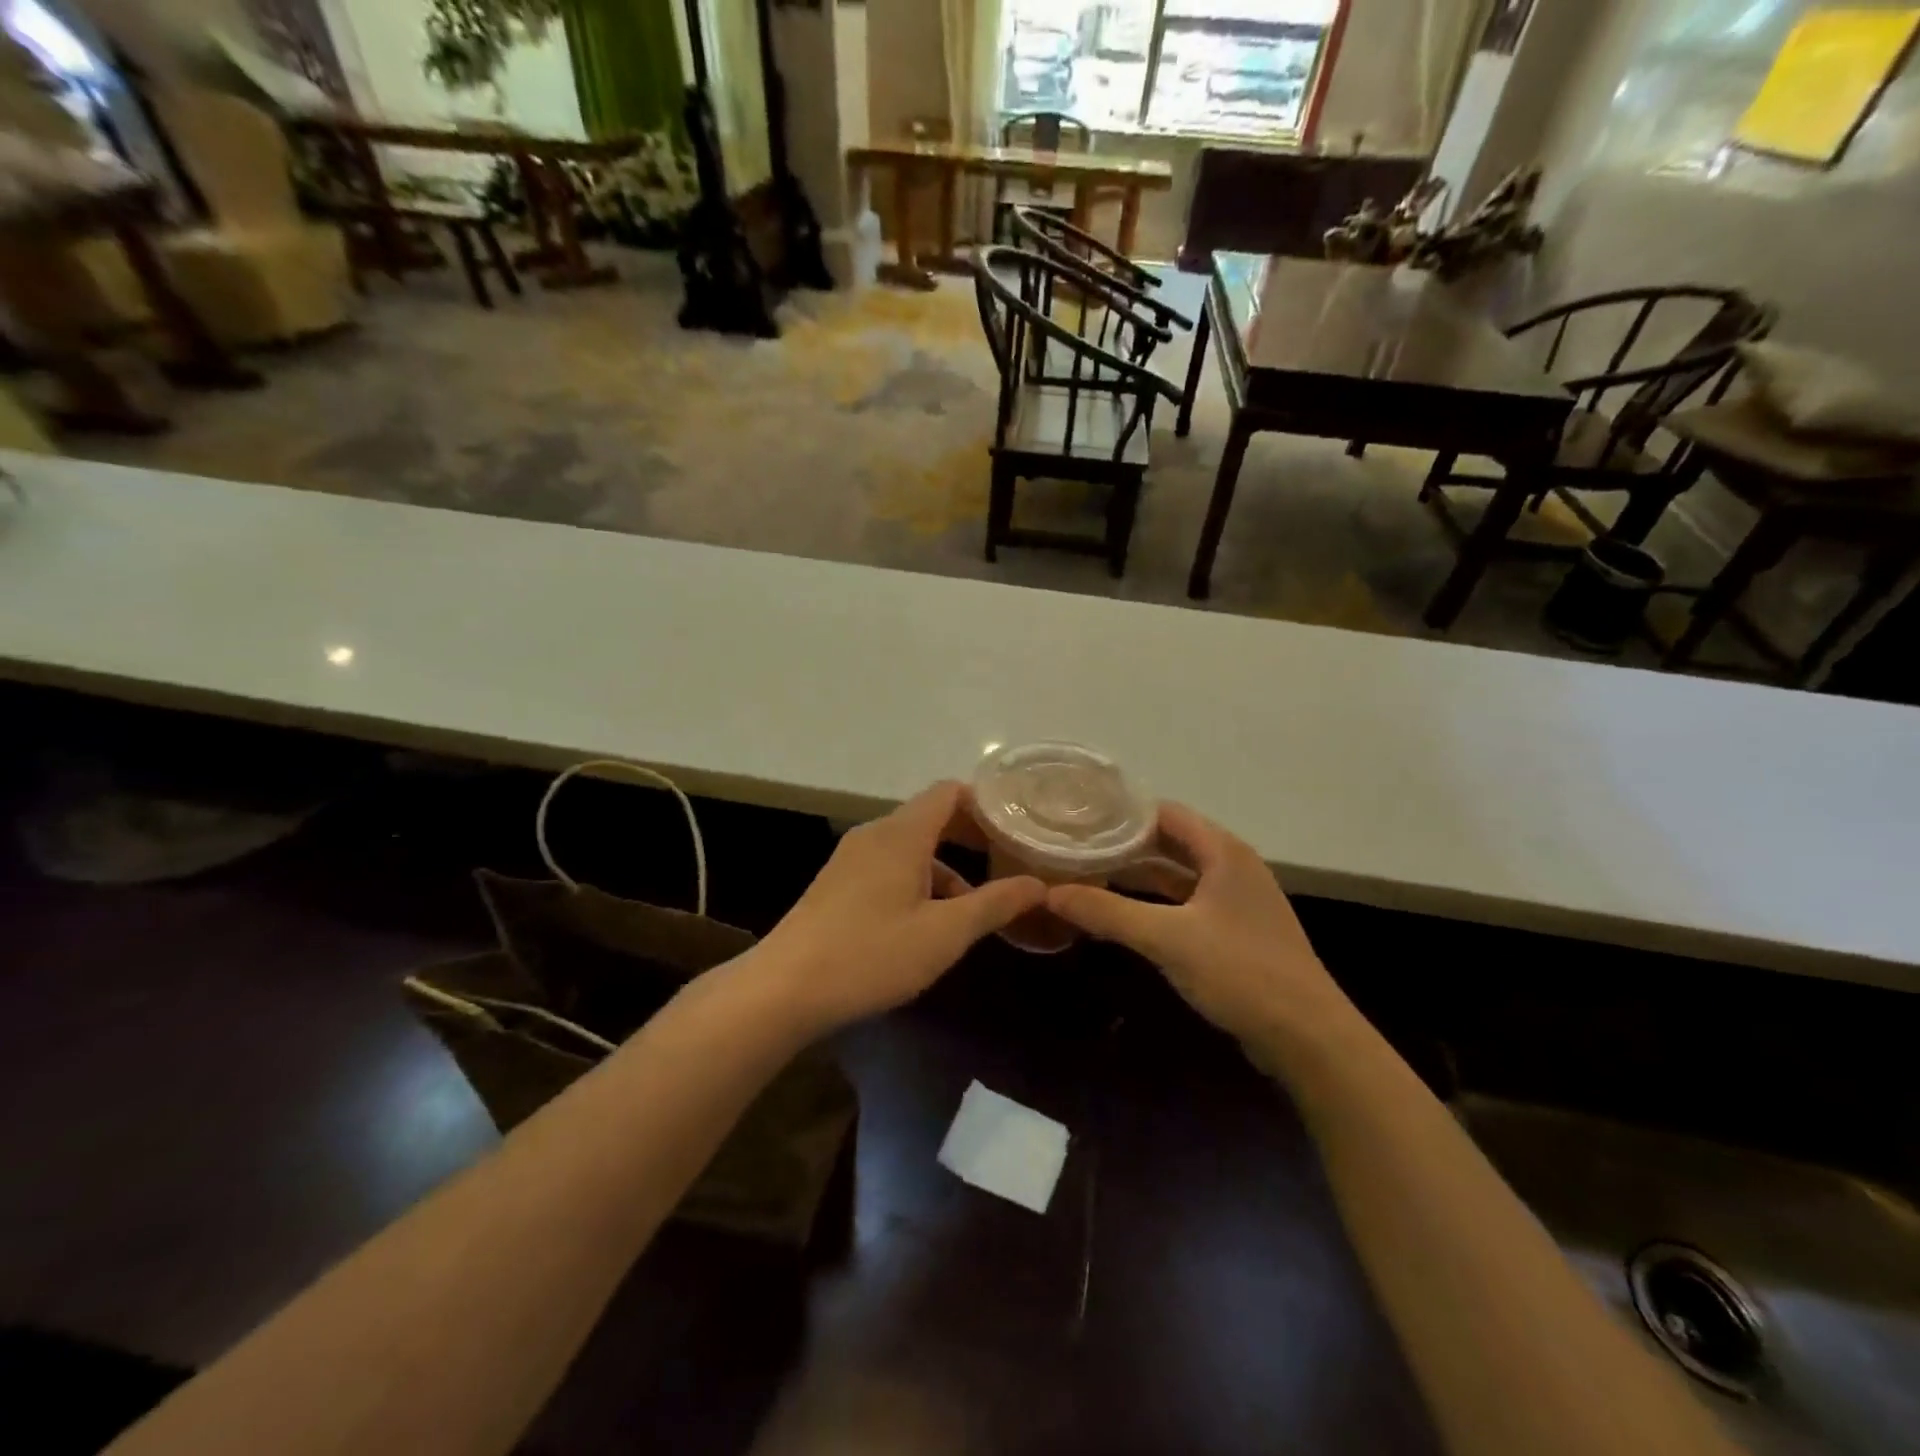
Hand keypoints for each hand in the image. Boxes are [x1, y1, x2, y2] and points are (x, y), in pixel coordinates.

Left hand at [759, 781, 1044, 1031]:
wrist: (783, 990)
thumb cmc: (870, 955)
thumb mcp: (944, 934)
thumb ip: (994, 904)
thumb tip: (1038, 883)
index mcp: (902, 833)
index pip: (949, 792)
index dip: (986, 804)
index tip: (1017, 829)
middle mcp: (875, 834)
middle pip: (931, 816)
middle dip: (971, 836)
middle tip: (1007, 862)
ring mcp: (851, 859)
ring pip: (910, 846)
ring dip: (945, 865)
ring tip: (975, 905)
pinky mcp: (838, 884)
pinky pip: (889, 866)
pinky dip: (918, 880)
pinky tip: (928, 923)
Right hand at [1049, 804, 1350, 1047]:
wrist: (1308, 1037)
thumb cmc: (1241, 972)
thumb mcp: (1166, 938)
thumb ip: (1107, 911)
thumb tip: (1049, 892)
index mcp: (1223, 852)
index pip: (1164, 813)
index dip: (1122, 814)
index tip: (1079, 819)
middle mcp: (1232, 866)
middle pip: (1170, 842)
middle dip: (1125, 844)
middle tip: (1076, 848)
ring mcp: (1236, 901)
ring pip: (1178, 875)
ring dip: (1138, 875)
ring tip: (1089, 875)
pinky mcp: (1236, 932)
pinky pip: (1186, 903)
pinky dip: (1155, 903)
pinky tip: (1123, 915)